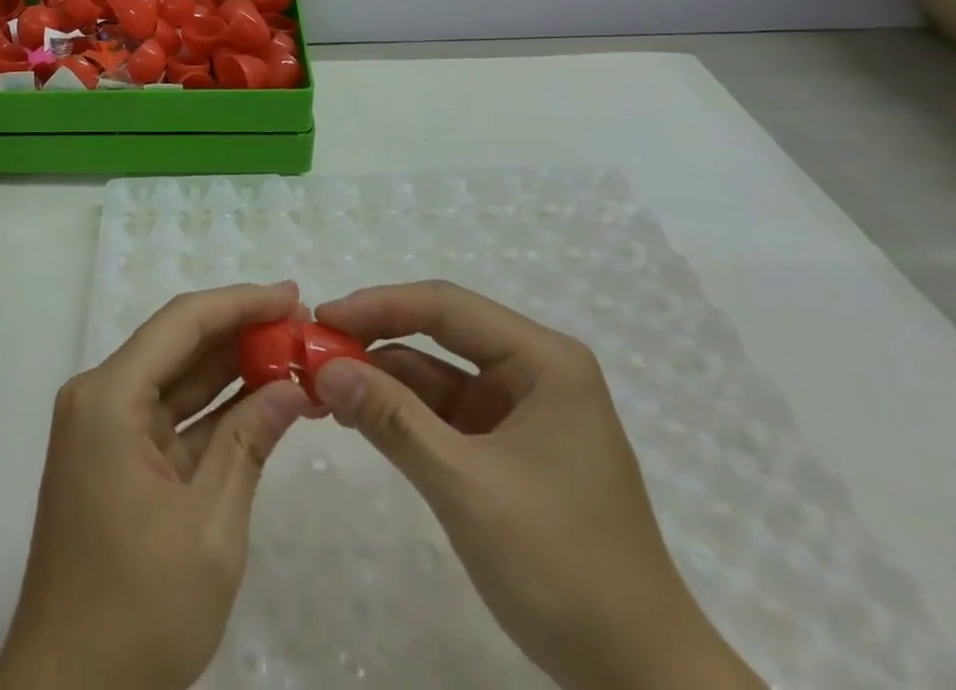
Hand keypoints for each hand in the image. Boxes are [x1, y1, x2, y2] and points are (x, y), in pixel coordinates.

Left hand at [0, 283, 312, 689]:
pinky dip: (214, 411)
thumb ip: (249, 443)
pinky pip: (170, 418)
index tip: (293, 296)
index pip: (182, 323)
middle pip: (178, 345)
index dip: (240, 302)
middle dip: (240, 332)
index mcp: (109, 397)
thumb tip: (292, 386)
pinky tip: (262, 400)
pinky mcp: (115, 460)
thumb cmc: (138, 610)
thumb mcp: (210, 527)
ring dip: (232, 370)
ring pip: (177, 380)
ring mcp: (105, 430)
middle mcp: (100, 398)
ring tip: (292, 354)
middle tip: (302, 325)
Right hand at [312, 282, 763, 689]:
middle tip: (313, 349)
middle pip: (439, 331)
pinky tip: (359, 415)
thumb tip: (323, 368)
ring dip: (382, 376)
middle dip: (375, 338)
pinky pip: (443, 410)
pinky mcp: (507, 446)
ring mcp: (521, 409)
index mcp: (544, 361)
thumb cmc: (565, 570)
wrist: (642, 683)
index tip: (321, 318)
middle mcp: (534, 371)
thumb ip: (393, 420)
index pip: (446, 306)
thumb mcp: (467, 488)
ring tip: (322, 385)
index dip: (378, 304)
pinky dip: (401, 410)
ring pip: (436, 371)